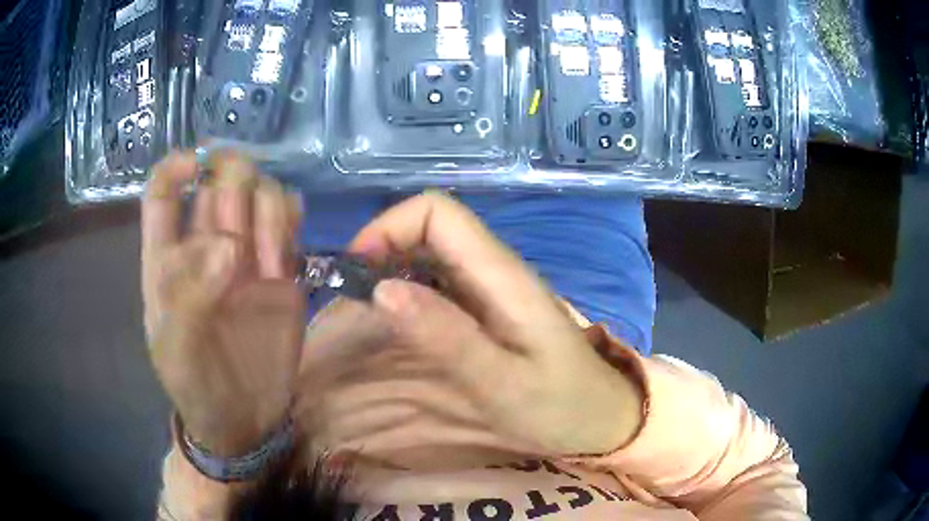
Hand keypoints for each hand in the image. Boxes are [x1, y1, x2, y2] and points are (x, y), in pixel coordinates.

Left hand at [142, 152, 304, 456]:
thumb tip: (228, 246)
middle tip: (244, 234)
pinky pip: (290, 221)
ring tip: (272, 264)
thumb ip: (190, 299)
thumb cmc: (196, 386)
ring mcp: (246, 255)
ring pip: (260, 192)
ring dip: (269, 210)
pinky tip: (288, 255)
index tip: (198, 165)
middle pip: (220, 180)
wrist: (245, 419)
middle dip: (235, 186)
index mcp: (168, 259)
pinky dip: (292, 219)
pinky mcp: (282, 270)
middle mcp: (206, 245)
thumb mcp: (178, 352)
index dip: (177, 168)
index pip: (163, 193)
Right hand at [350, 194, 643, 455]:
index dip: (389, 227)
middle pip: (430, 225)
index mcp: (502, 275)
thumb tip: (382, 288)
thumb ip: (447, 337)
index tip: (357, 273)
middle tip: (352, 298)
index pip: (438, 212)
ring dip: (390, 270)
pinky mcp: (488, 309)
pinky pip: (439, 282)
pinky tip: (396, 323)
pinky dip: (407, 292)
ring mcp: (492, 288)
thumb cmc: (561, 407)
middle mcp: (495, 269)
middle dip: (382, 248)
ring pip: (430, 252)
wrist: (602, 418)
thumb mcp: (503, 383)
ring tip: (364, 312)